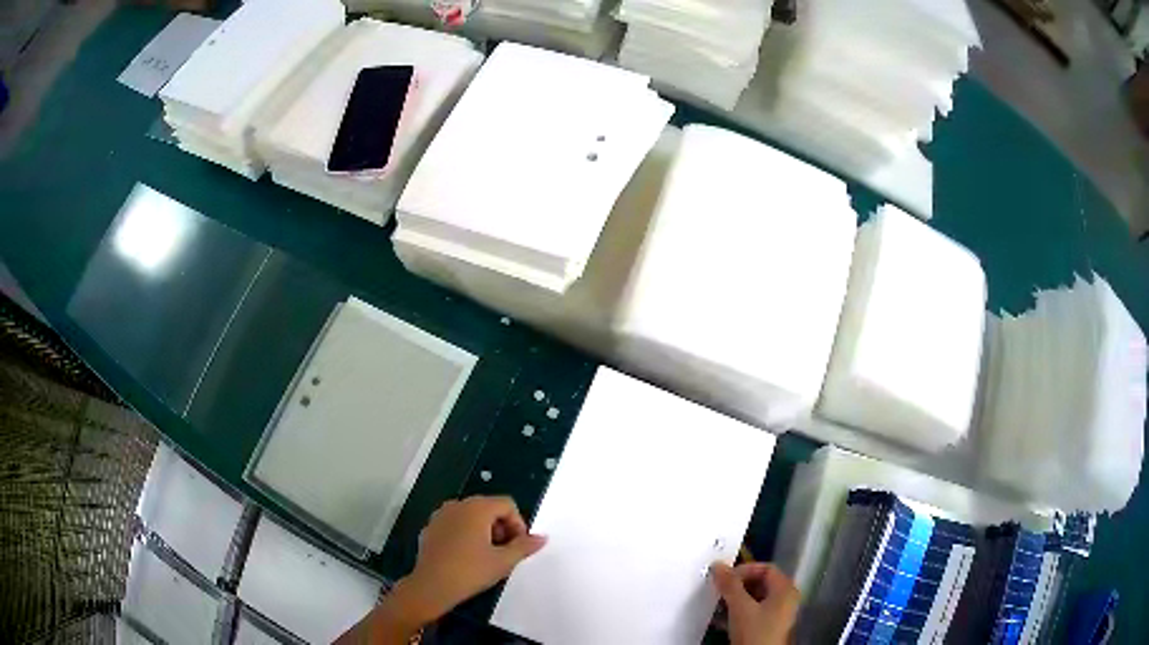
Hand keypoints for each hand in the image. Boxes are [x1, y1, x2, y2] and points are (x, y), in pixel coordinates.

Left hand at [404, 496, 547, 620]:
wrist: (431, 586)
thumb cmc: (470, 571)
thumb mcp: (503, 561)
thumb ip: (524, 546)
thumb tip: (542, 538)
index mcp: (477, 508)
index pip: (507, 504)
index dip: (518, 524)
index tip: (518, 546)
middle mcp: (457, 505)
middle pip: (488, 508)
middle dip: (501, 527)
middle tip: (505, 552)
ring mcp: (440, 515)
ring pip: (471, 516)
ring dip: (484, 530)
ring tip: (487, 555)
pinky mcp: (430, 527)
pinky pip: (455, 524)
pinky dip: (465, 534)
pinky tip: (465, 556)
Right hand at [710, 562, 799, 644]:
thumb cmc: (755, 631)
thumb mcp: (740, 607)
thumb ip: (730, 585)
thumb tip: (717, 565)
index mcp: (785, 589)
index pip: (766, 568)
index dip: (744, 570)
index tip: (724, 578)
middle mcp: (785, 599)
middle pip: (761, 583)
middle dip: (738, 586)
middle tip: (720, 590)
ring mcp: (778, 615)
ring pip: (755, 599)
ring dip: (735, 600)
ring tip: (718, 604)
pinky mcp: (768, 628)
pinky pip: (753, 612)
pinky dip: (738, 612)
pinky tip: (721, 619)